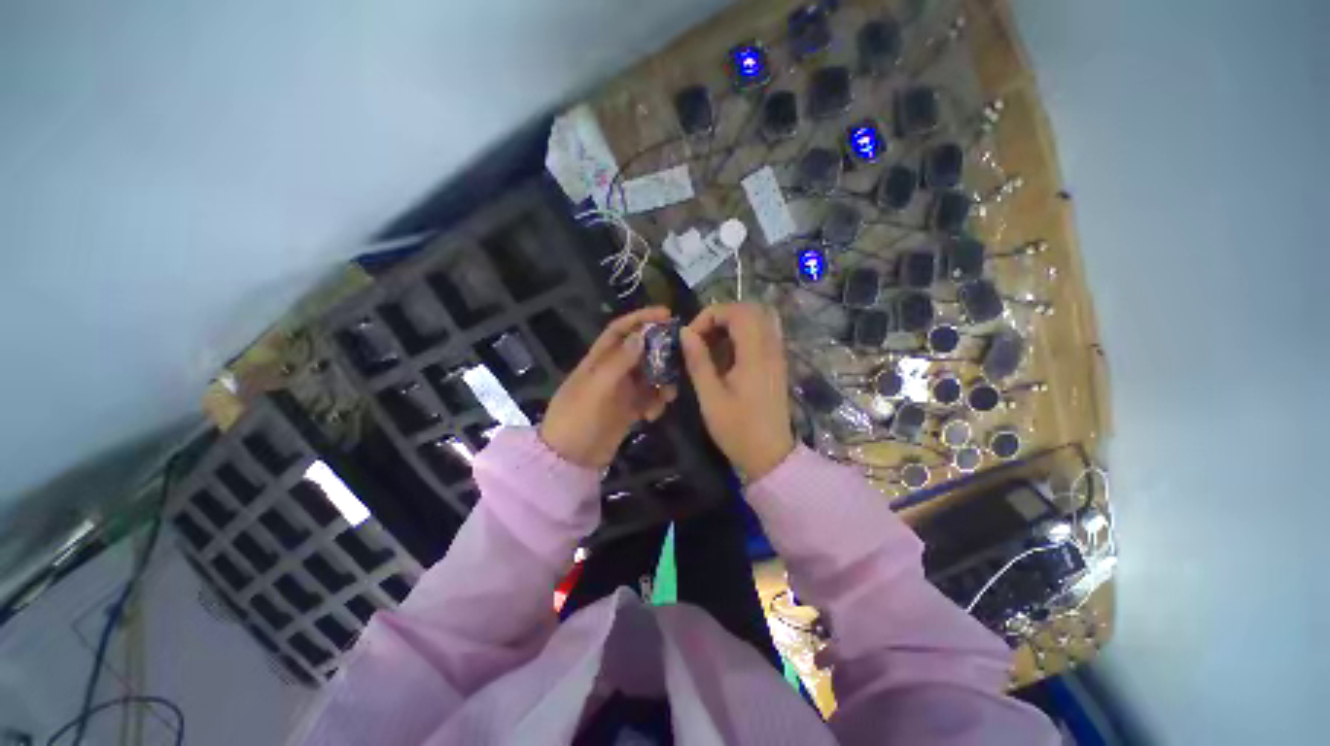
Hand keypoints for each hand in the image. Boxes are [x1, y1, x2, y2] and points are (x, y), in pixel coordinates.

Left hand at [540, 307, 677, 467]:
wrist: (568, 461)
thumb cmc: (577, 419)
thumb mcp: (596, 388)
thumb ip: (619, 362)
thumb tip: (641, 335)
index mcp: (598, 360)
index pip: (620, 330)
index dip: (641, 319)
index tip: (666, 314)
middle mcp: (611, 372)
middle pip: (640, 352)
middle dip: (659, 354)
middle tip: (679, 359)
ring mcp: (620, 392)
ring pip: (648, 377)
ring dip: (661, 383)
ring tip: (667, 395)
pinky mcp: (627, 410)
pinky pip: (648, 399)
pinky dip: (654, 404)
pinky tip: (651, 416)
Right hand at [679, 303, 794, 480]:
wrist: (771, 456)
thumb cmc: (737, 429)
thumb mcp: (710, 397)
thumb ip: (698, 361)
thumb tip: (685, 332)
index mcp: (755, 355)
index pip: (737, 312)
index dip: (710, 315)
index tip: (691, 336)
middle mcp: (771, 348)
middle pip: (751, 309)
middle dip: (721, 315)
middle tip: (701, 336)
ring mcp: (777, 355)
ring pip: (759, 319)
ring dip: (732, 323)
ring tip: (711, 343)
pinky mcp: (776, 363)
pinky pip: (762, 333)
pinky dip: (742, 333)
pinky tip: (727, 354)